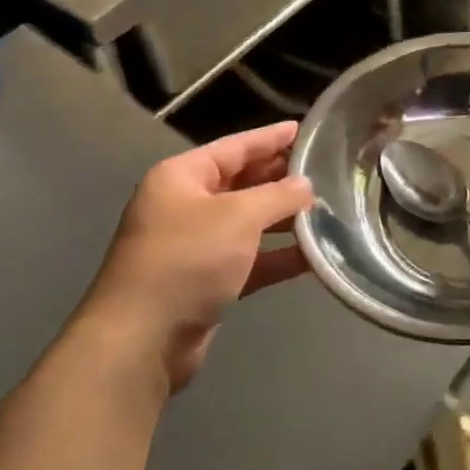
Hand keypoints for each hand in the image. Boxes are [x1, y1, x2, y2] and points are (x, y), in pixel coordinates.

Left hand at [81, 122, 313, 395]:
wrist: (141, 341)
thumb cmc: (187, 260)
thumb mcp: (238, 217)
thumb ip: (278, 196)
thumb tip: (305, 186)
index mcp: (182, 177)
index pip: (235, 147)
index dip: (269, 138)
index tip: (303, 129)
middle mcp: (185, 206)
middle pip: (242, 183)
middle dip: (280, 179)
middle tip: (323, 171)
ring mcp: (195, 246)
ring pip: (248, 223)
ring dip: (284, 220)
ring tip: (327, 211)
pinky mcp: (206, 282)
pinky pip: (250, 260)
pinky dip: (277, 256)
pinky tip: (313, 256)